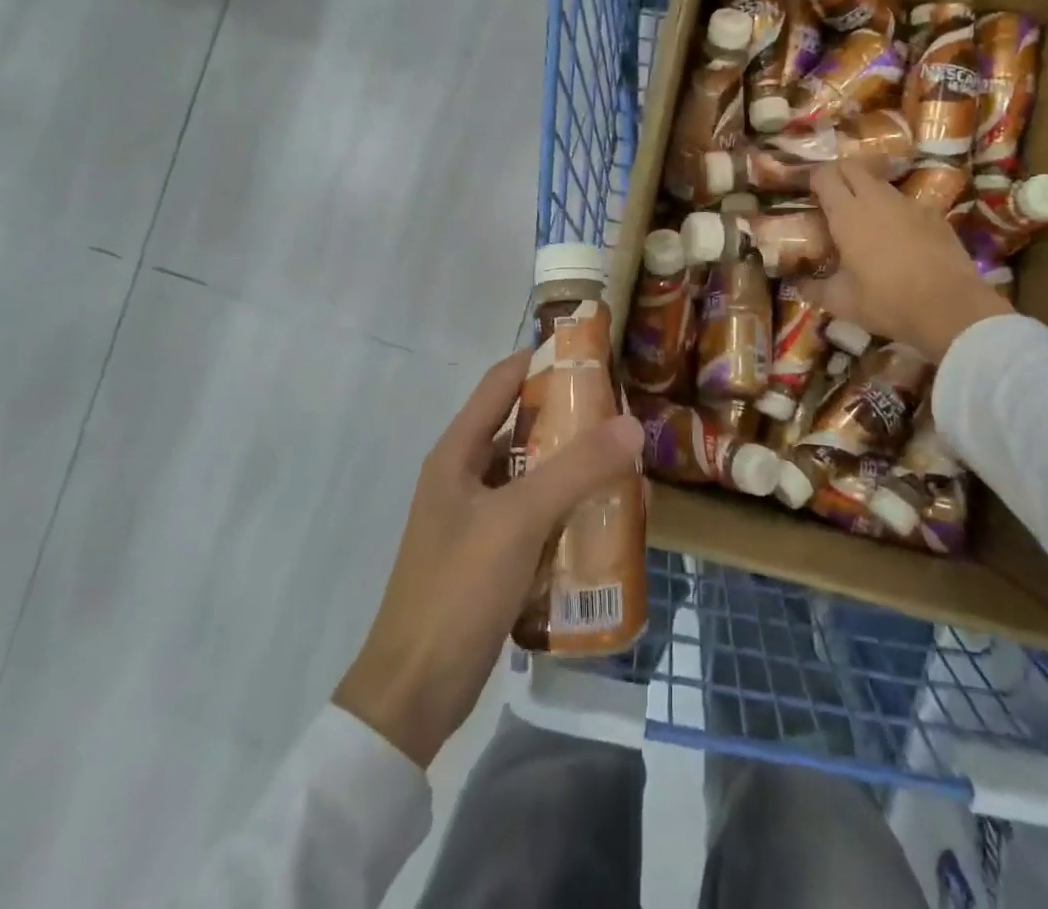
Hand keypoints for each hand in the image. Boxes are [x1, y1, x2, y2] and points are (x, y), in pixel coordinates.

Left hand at [332, 350, 645, 767]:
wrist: (414, 693)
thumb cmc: (458, 589)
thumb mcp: (519, 520)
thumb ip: (576, 470)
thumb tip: (633, 423)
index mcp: (458, 453)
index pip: (501, 382)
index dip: (542, 359)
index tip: (593, 354)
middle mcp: (465, 476)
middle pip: (522, 428)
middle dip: (571, 419)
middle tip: (624, 415)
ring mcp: (477, 519)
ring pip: (533, 476)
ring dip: (573, 469)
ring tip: (625, 465)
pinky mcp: (491, 556)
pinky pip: (536, 517)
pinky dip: (567, 511)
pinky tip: (604, 519)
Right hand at [802, 159, 1013, 360]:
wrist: (950, 308)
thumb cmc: (886, 301)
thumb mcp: (841, 301)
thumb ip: (813, 288)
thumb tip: (795, 284)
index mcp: (847, 214)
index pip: (824, 175)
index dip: (813, 178)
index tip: (807, 191)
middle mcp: (876, 199)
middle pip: (852, 167)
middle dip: (838, 174)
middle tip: (830, 195)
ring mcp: (908, 204)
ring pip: (880, 183)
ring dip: (866, 190)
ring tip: (862, 215)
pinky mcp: (934, 215)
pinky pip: (905, 203)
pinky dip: (894, 210)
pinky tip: (896, 235)